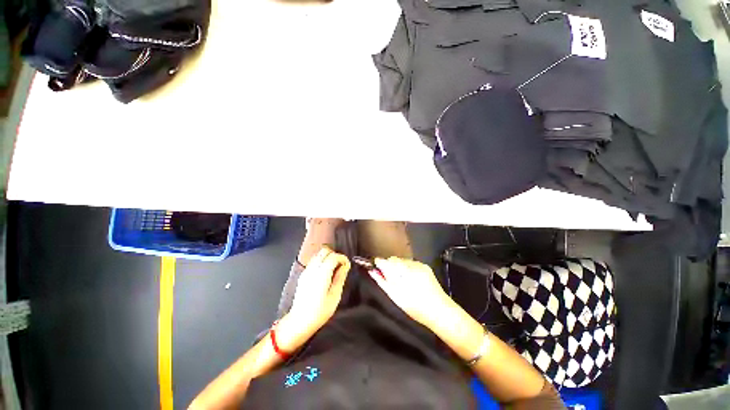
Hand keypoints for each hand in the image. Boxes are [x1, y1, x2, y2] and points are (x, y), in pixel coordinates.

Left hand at [278, 247, 349, 350]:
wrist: (299, 321)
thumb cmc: (320, 311)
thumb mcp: (335, 296)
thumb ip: (340, 278)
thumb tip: (345, 266)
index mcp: (322, 274)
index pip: (333, 256)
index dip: (342, 258)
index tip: (347, 265)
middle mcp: (313, 269)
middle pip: (324, 251)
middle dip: (335, 255)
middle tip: (340, 266)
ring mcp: (306, 271)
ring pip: (318, 254)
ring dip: (328, 257)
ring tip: (333, 269)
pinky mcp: (303, 274)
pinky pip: (314, 261)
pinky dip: (322, 261)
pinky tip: (325, 273)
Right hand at [369, 257, 452, 328]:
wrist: (440, 311)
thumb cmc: (415, 307)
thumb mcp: (395, 296)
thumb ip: (382, 282)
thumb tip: (372, 271)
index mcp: (401, 272)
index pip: (386, 261)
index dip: (379, 263)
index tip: (376, 267)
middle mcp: (411, 265)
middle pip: (394, 259)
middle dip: (390, 266)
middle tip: (389, 278)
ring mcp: (419, 264)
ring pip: (402, 261)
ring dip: (399, 267)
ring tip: (402, 281)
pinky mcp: (426, 266)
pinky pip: (411, 263)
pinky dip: (408, 269)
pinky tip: (411, 279)